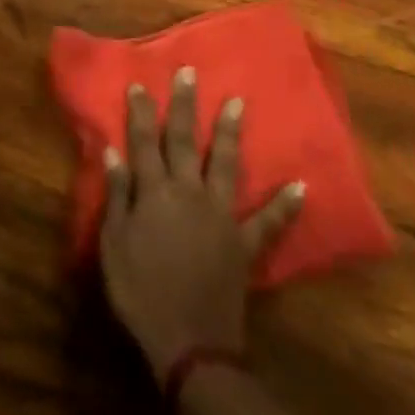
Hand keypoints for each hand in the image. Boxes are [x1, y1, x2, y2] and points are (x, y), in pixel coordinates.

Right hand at [100, 67, 303, 380]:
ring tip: (238, 102)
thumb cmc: (140, 292)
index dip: (142, 112)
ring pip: (226, 164)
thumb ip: (117, 195)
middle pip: (185, 141)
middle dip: (186, 106)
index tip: (141, 84)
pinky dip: (285, 205)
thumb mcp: (113, 244)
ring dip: (231, 133)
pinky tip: (302, 186)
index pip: (144, 141)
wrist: (189, 342)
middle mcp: (189, 193)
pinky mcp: (244, 243)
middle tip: (190, 72)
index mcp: (154, 192)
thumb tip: (113, 152)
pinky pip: (268, 221)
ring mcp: (221, 215)